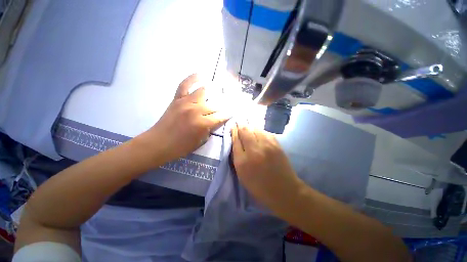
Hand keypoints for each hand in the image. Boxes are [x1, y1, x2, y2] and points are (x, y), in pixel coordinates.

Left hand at [141, 74, 230, 163]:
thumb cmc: (181, 146)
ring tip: (218, 91)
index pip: (221, 116)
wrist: (158, 143)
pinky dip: (193, 78)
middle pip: (215, 105)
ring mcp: (186, 102)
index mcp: (203, 123)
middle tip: (227, 105)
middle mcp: (196, 110)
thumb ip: (210, 129)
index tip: (233, 112)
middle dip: (223, 106)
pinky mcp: (177, 99)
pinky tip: (201, 74)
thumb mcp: (200, 142)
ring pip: (204, 92)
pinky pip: (185, 84)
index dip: (228, 114)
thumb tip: (216, 120)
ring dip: (212, 93)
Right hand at [231, 123, 303, 210]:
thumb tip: (236, 141)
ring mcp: (267, 146)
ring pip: (255, 128)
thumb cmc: (259, 186)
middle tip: (239, 124)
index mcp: (242, 161)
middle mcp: (254, 150)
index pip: (235, 140)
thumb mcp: (242, 175)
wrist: (283, 190)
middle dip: (240, 126)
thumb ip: (237, 157)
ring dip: (250, 127)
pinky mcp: (276, 144)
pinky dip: (259, 130)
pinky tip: (258, 132)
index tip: (233, 127)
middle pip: (245, 130)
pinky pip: (265, 132)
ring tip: (248, 127)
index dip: (233, 131)